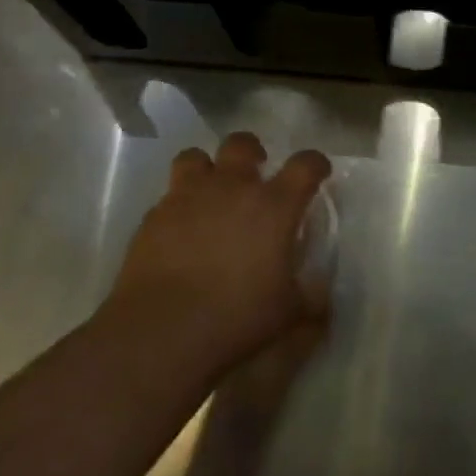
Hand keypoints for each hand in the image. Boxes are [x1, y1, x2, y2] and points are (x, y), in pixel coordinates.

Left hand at [100, 132, 331, 380]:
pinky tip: (180, 230)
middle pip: (242, 144)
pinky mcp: (153, 216)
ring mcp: (188, 197)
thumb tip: (321, 293)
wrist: (161, 331)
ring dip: (207, 169)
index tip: (318, 173)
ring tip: (211, 191)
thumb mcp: (290, 315)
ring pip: (195, 157)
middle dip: (252, 153)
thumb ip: (312, 297)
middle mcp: (232, 188)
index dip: (315, 164)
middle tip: (254, 174)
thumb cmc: (237, 318)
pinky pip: (168, 196)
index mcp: (274, 205)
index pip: (305, 165)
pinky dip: (178, 205)